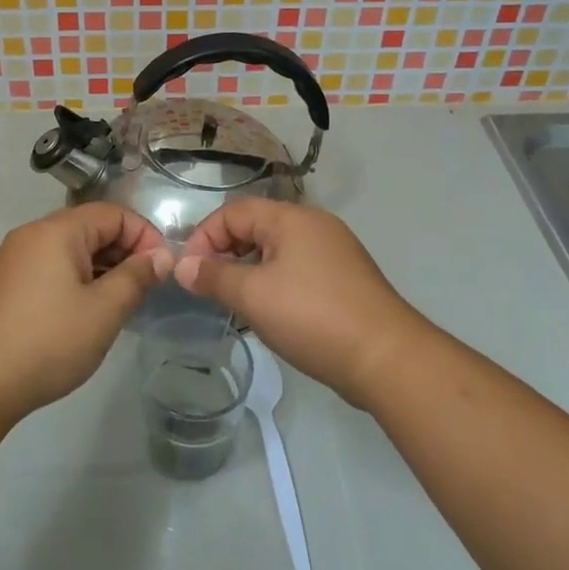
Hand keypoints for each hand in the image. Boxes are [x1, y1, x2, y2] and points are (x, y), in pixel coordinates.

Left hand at [0, 205, 173, 421]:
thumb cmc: (49, 340)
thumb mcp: (104, 310)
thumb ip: (136, 277)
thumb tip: (161, 256)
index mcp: (58, 230)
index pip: (113, 214)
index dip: (144, 236)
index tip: (161, 270)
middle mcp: (35, 234)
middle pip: (91, 227)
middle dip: (125, 252)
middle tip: (145, 289)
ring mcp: (18, 258)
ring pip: (73, 249)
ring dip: (103, 267)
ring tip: (122, 303)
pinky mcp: (10, 282)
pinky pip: (55, 266)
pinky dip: (79, 278)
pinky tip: (90, 310)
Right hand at [176, 200, 429, 407]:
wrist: (386, 358)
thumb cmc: (312, 316)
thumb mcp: (253, 295)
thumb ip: (213, 277)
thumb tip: (182, 266)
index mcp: (292, 218)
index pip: (234, 212)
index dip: (205, 237)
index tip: (190, 273)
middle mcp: (315, 225)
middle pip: (256, 226)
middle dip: (225, 253)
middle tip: (209, 288)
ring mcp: (334, 252)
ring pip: (277, 250)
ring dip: (249, 270)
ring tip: (235, 302)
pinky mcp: (345, 279)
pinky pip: (298, 269)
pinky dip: (275, 282)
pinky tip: (271, 312)